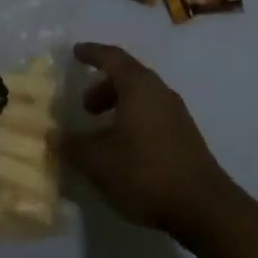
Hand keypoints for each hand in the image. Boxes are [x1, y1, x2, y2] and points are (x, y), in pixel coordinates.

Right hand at [60, 43, 237, 240]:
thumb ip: (74, 146)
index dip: (92, 53)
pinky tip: (124, 149)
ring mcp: (176, 112)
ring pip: (141, 97)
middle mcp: (159, 90)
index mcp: (138, 86)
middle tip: (85, 107)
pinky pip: (152, 114)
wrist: (203, 206)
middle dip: (103, 86)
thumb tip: (54, 135)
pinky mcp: (185, 135)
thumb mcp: (100, 162)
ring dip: (118, 106)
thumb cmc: (146, 173)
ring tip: (101, 132)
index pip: (112, 57)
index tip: (75, 52)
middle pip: (128, 76)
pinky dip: (133, 120)